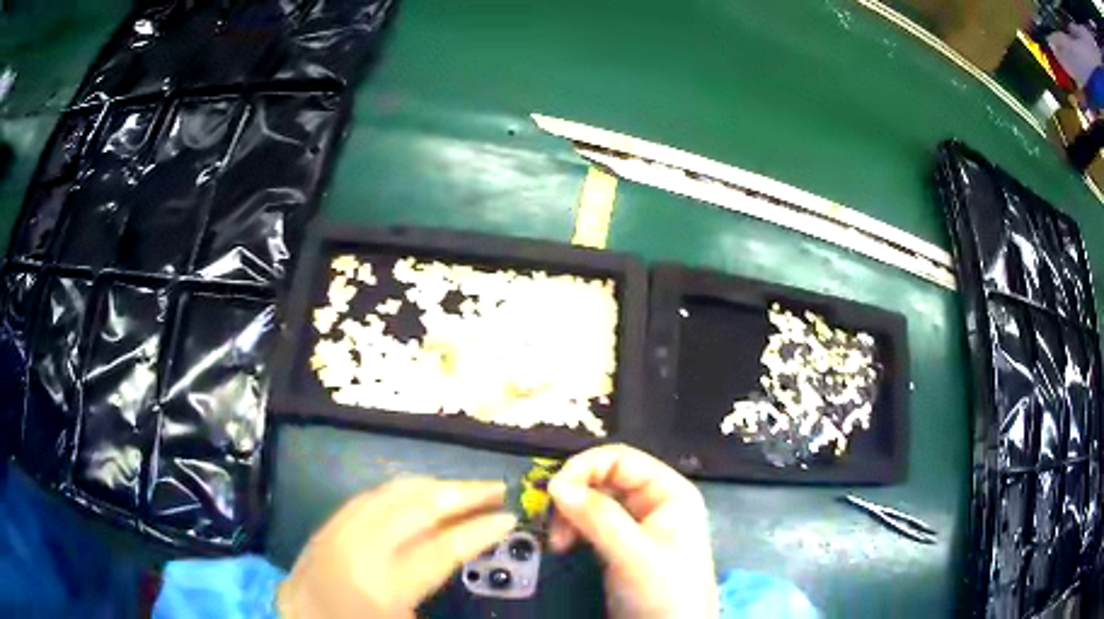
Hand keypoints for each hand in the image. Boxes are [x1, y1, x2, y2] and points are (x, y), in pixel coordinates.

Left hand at [278, 478, 516, 618]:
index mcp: (385, 585)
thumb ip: (439, 590)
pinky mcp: (331, 520)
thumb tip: (468, 554)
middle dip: (463, 494)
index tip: (509, 518)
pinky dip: (405, 488)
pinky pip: (373, 493)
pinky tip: (423, 492)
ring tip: (468, 488)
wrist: (300, 618)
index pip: (442, 547)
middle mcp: (362, 548)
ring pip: (395, 492)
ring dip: (437, 486)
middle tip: (497, 489)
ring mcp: (342, 527)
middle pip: (419, 507)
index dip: (479, 530)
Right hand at [548, 444, 717, 618]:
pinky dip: (572, 530)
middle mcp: (653, 501)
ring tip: (558, 542)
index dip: (584, 467)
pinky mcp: (620, 545)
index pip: (621, 459)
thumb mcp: (633, 554)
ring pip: (593, 502)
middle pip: (603, 478)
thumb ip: (598, 517)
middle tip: (552, 522)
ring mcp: (636, 524)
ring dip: (569, 515)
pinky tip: (562, 546)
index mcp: (668, 492)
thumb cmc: (664, 590)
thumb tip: (555, 484)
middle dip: (574, 496)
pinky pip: (590, 524)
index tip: (553, 491)